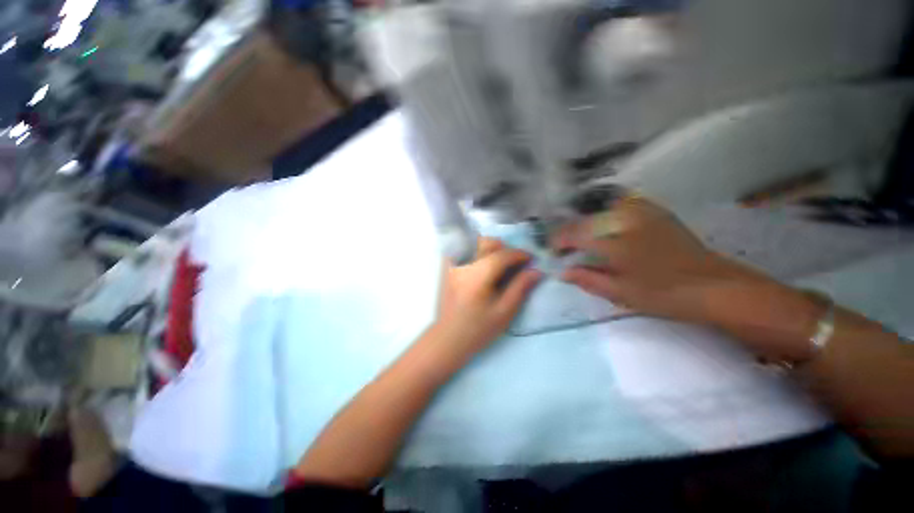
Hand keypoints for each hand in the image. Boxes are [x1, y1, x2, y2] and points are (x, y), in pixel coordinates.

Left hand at [429, 237, 541, 362]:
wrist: (449, 337)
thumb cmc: (478, 329)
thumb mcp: (504, 312)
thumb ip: (520, 288)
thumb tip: (536, 271)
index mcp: (478, 276)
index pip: (502, 255)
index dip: (519, 254)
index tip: (530, 259)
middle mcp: (463, 264)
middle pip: (487, 243)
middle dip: (505, 249)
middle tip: (515, 263)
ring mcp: (452, 264)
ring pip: (474, 243)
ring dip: (490, 248)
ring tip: (499, 263)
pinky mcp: (447, 268)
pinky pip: (462, 248)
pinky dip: (474, 249)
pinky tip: (481, 262)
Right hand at [554, 196, 825, 361]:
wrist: (716, 286)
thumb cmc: (665, 295)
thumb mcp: (621, 293)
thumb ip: (588, 280)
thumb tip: (563, 272)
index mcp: (617, 243)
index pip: (575, 234)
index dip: (558, 241)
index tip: (552, 251)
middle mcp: (626, 221)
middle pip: (585, 220)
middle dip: (569, 233)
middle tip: (565, 248)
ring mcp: (643, 212)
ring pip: (600, 209)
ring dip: (587, 222)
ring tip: (583, 238)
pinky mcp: (655, 211)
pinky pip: (621, 204)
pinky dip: (606, 212)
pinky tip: (606, 225)